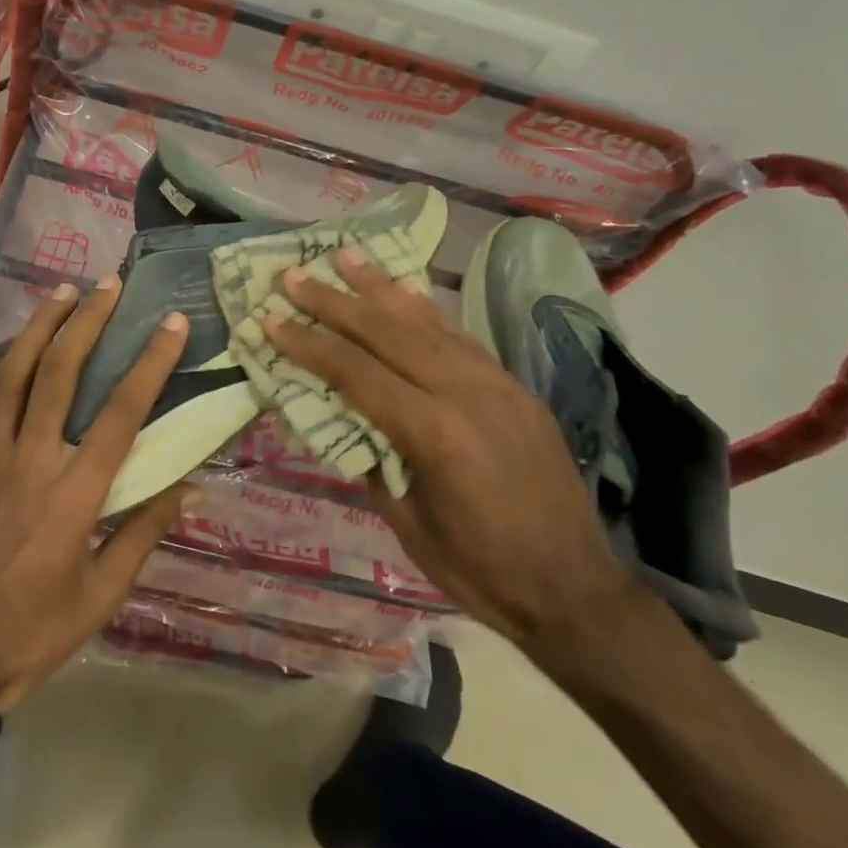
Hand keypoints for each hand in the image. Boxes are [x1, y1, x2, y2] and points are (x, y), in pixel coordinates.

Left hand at [0, 278, 198, 712]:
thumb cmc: (34, 632)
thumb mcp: (102, 595)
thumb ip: (144, 533)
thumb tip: (190, 487)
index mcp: (74, 494)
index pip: (121, 413)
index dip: (150, 363)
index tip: (171, 323)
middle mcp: (31, 459)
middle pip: (59, 373)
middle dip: (87, 322)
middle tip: (109, 285)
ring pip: (12, 374)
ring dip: (39, 326)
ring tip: (62, 291)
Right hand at [264, 249, 632, 652]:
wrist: (575, 590)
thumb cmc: (480, 570)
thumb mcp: (406, 521)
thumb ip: (371, 458)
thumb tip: (341, 415)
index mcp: (434, 433)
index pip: (356, 373)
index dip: (308, 344)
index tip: (272, 319)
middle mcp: (466, 393)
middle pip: (387, 333)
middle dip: (334, 301)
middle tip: (294, 275)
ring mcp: (497, 384)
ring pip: (427, 323)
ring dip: (380, 288)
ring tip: (345, 256)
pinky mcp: (514, 387)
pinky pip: (460, 337)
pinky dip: (425, 310)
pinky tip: (404, 290)